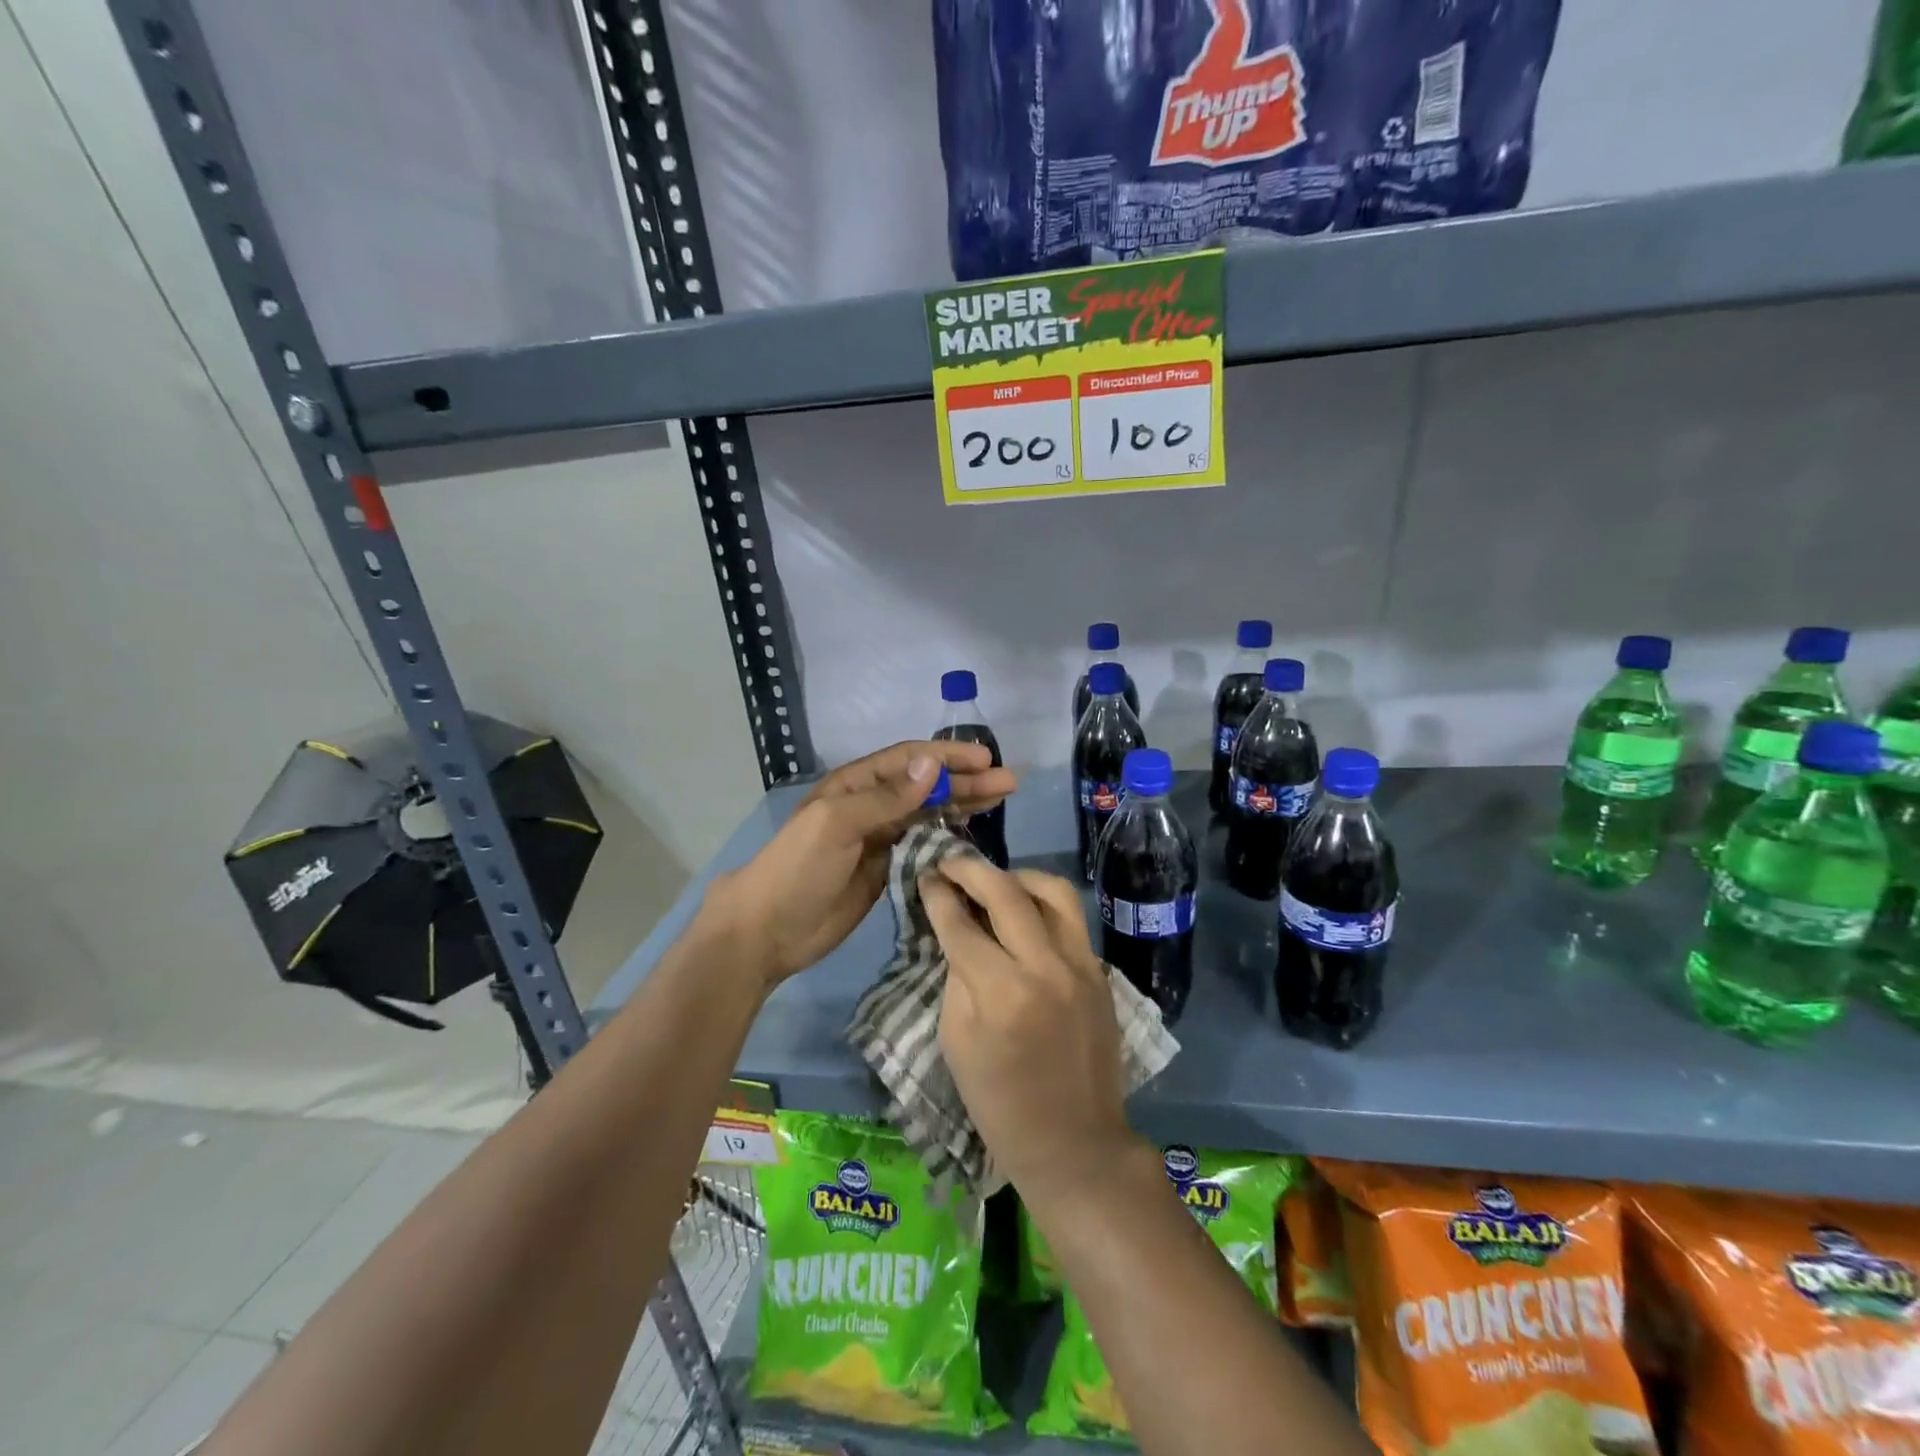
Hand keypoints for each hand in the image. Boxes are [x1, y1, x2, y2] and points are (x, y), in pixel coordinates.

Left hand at [705, 740, 1015, 988]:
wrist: (769, 929)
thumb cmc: (798, 868)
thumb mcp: (837, 823)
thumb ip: (886, 798)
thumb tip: (932, 765)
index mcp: (855, 784)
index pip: (910, 760)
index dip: (948, 757)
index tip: (986, 760)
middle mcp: (871, 805)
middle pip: (926, 785)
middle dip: (966, 780)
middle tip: (1009, 783)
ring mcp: (880, 838)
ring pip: (929, 813)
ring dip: (963, 804)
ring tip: (1001, 799)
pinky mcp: (887, 869)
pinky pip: (924, 844)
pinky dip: (949, 835)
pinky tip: (973, 831)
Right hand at [922, 857, 1135, 1199]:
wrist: (1074, 1143)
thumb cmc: (999, 1103)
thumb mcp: (956, 1041)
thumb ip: (957, 976)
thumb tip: (957, 929)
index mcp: (1000, 993)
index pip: (961, 924)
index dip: (938, 895)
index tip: (925, 876)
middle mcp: (1045, 967)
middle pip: (1006, 892)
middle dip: (971, 869)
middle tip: (949, 862)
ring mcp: (1081, 965)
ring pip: (1052, 890)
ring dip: (1016, 876)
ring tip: (993, 881)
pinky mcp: (1100, 971)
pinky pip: (1071, 917)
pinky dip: (1043, 902)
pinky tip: (1024, 910)